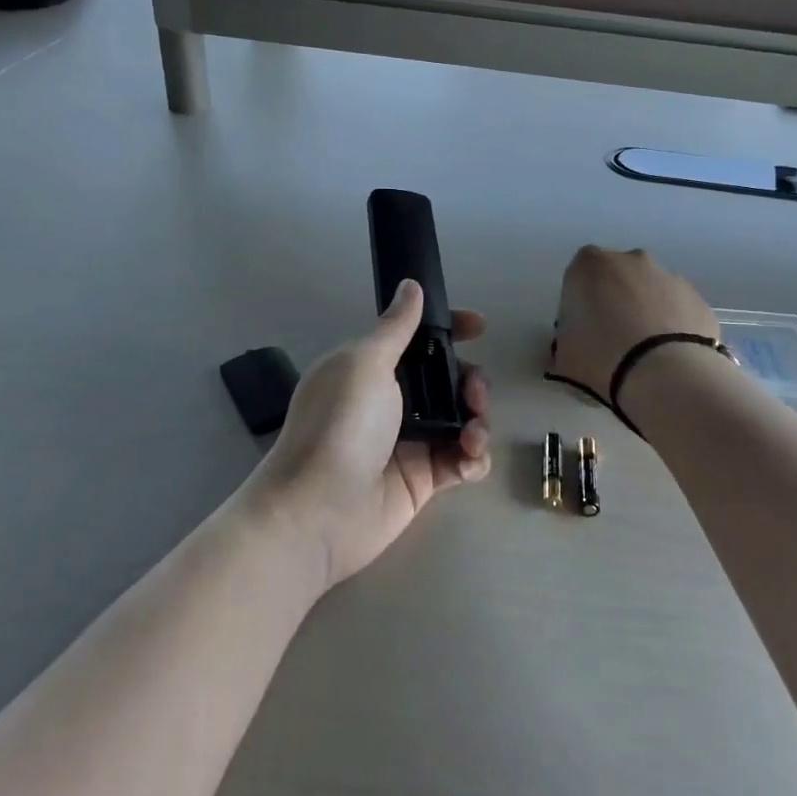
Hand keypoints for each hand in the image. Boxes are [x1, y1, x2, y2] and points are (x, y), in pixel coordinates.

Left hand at [243, 281, 490, 590]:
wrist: (318, 510)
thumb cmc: (341, 424)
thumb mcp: (365, 363)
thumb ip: (396, 327)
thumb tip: (410, 285)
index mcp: (373, 368)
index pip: (418, 340)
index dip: (450, 330)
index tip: (478, 327)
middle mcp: (393, 401)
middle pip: (448, 380)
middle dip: (471, 381)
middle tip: (474, 393)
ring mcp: (410, 442)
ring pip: (461, 419)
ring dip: (478, 420)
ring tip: (472, 434)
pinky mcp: (423, 479)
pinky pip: (462, 461)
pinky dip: (473, 458)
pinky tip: (468, 460)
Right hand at [549, 246, 718, 399]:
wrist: (666, 375)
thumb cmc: (601, 358)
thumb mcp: (563, 356)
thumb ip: (566, 342)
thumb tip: (574, 346)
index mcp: (590, 265)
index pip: (578, 277)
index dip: (578, 304)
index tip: (581, 331)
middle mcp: (631, 260)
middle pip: (617, 278)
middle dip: (614, 302)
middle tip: (612, 342)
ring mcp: (669, 277)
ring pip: (650, 292)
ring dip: (645, 313)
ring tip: (644, 355)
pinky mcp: (698, 299)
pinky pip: (677, 310)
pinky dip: (671, 327)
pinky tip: (668, 358)